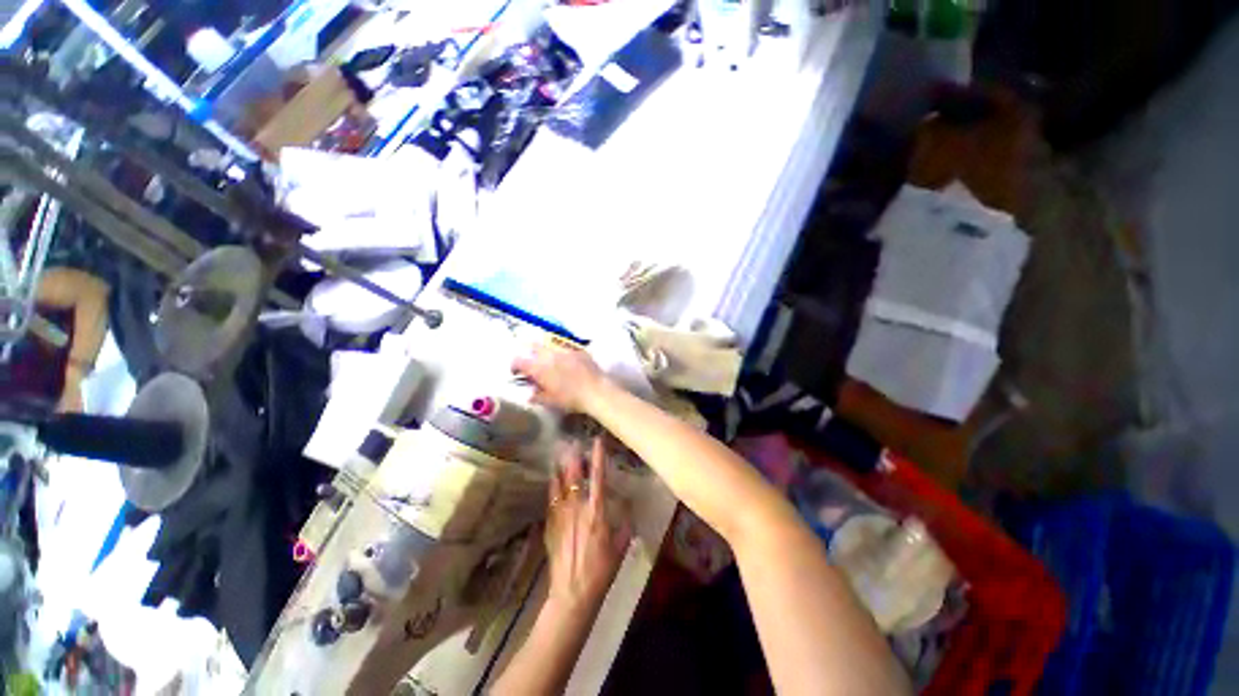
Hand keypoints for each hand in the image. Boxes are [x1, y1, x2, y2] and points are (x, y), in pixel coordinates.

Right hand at [513, 344, 606, 413]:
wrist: (596, 391)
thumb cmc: (571, 399)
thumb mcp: (551, 401)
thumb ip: (537, 396)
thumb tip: (530, 394)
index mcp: (539, 367)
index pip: (519, 361)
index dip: (514, 365)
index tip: (516, 371)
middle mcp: (550, 354)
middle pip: (533, 346)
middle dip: (529, 353)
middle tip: (531, 362)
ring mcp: (565, 350)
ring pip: (550, 346)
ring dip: (546, 352)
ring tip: (549, 361)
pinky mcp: (579, 350)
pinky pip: (566, 348)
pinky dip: (563, 354)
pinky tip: (567, 362)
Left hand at [544, 438, 631, 611]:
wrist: (573, 593)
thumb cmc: (601, 571)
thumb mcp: (619, 549)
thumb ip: (625, 528)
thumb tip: (629, 514)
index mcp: (597, 513)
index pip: (598, 478)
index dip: (598, 458)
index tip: (597, 441)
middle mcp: (577, 509)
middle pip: (574, 477)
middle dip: (574, 458)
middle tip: (574, 443)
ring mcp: (561, 517)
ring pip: (559, 486)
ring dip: (561, 469)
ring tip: (560, 454)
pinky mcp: (550, 526)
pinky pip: (550, 501)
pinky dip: (552, 487)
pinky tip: (552, 479)